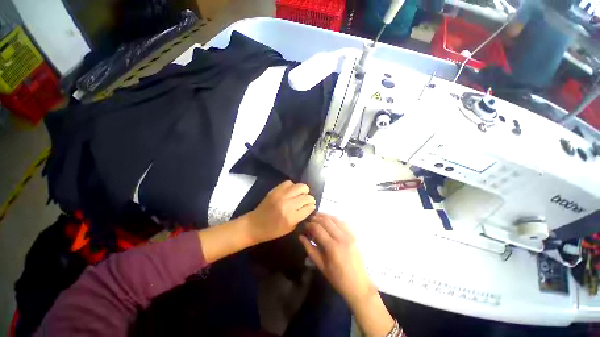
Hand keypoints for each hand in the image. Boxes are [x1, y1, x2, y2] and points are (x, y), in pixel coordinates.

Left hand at [246, 180, 315, 243]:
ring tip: (300, 194)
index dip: (312, 206)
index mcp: (291, 217)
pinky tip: (291, 191)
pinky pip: (289, 182)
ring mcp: (281, 195)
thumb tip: (310, 207)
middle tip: (307, 201)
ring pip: (300, 186)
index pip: (309, 207)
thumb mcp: (290, 228)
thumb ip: (301, 217)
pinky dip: (293, 186)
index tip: (311, 207)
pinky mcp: (275, 190)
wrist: (255, 224)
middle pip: (306, 196)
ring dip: (303, 190)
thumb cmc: (273, 231)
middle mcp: (287, 204)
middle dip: (310, 198)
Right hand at [299, 213, 375, 306]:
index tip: (304, 226)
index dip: (309, 225)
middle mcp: (342, 238)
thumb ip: (310, 249)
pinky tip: (328, 220)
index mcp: (333, 247)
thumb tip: (301, 237)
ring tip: (316, 217)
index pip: (318, 229)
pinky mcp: (354, 235)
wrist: (360, 285)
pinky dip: (334, 219)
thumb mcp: (321, 266)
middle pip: (326, 221)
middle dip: (315, 218)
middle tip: (308, 220)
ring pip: (334, 219)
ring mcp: (350, 235)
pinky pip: (343, 222)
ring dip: (324, 216)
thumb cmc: (338, 279)